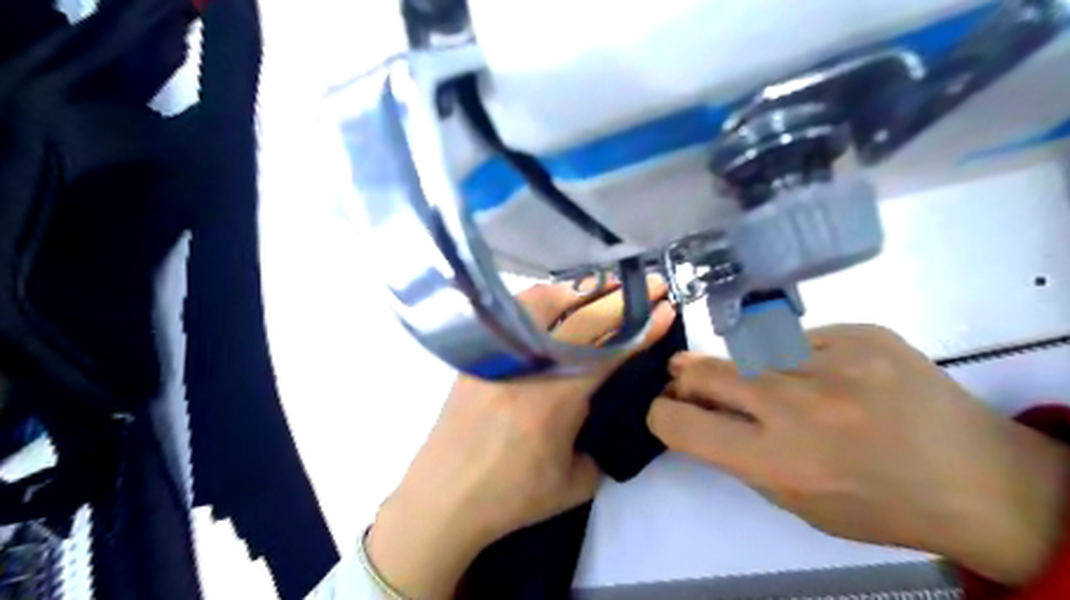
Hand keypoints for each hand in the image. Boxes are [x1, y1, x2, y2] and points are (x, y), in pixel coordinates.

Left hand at [363, 278, 670, 598]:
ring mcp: (500, 354)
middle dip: (623, 299)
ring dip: (583, 291)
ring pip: (545, 302)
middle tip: (651, 284)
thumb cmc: (510, 497)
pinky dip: (546, 299)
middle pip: (583, 318)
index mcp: (556, 399)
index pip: (610, 350)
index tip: (666, 308)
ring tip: (607, 288)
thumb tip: (609, 409)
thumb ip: (602, 443)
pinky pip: (518, 313)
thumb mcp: (575, 483)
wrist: (442, 497)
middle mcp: (529, 366)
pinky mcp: (481, 353)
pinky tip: (559, 303)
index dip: (642, 327)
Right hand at [647, 328, 1069, 584]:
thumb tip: (696, 415)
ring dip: (739, 367)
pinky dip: (794, 355)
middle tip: (688, 378)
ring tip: (765, 381)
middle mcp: (796, 406)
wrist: (980, 478)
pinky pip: (797, 339)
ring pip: (746, 351)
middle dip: (686, 378)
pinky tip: (825, 373)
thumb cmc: (877, 503)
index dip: (662, 415)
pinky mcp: (859, 333)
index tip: (667, 411)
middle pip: (702, 372)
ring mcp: (830, 361)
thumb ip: (738, 457)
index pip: (681, 424)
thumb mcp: (795, 501)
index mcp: (777, 461)